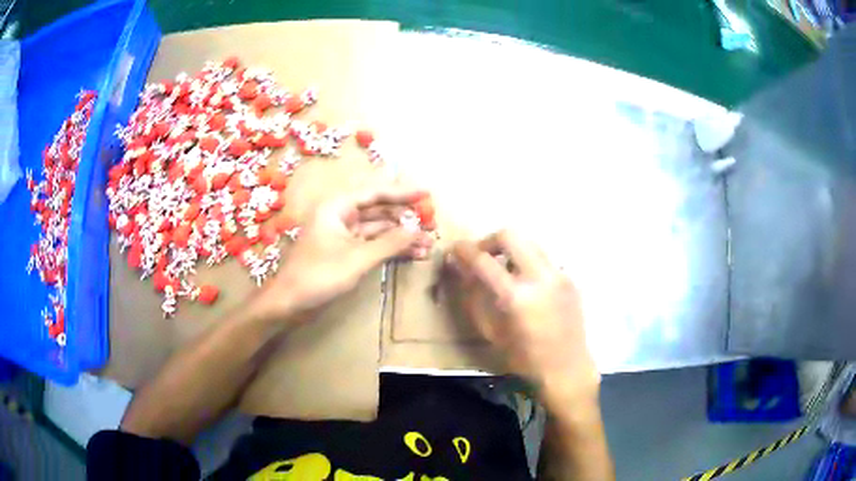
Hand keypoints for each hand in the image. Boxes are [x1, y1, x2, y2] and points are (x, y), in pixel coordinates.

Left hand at [256, 181, 433, 320]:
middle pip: (379, 210)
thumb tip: (417, 229)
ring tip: (428, 245)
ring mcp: (343, 234)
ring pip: (378, 229)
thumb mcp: (357, 258)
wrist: (290, 302)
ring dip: (401, 237)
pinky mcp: (345, 252)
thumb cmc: (318, 275)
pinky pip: (373, 244)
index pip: (375, 192)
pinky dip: (390, 249)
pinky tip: (412, 255)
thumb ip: (389, 243)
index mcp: (337, 206)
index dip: (402, 192)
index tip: (426, 193)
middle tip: (431, 224)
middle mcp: (341, 215)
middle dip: (405, 218)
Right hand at [446, 230, 598, 401]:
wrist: (567, 368)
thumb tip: (461, 269)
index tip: (454, 249)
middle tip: (481, 257)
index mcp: (517, 296)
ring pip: (529, 242)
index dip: (464, 251)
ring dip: (511, 249)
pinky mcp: (569, 278)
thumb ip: (474, 297)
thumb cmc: (524, 359)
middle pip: (511, 235)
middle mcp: (540, 277)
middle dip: (489, 241)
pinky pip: (543, 258)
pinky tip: (525, 283)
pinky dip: (527, 261)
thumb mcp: (491, 332)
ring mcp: (559, 274)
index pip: (484, 260)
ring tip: (503, 269)